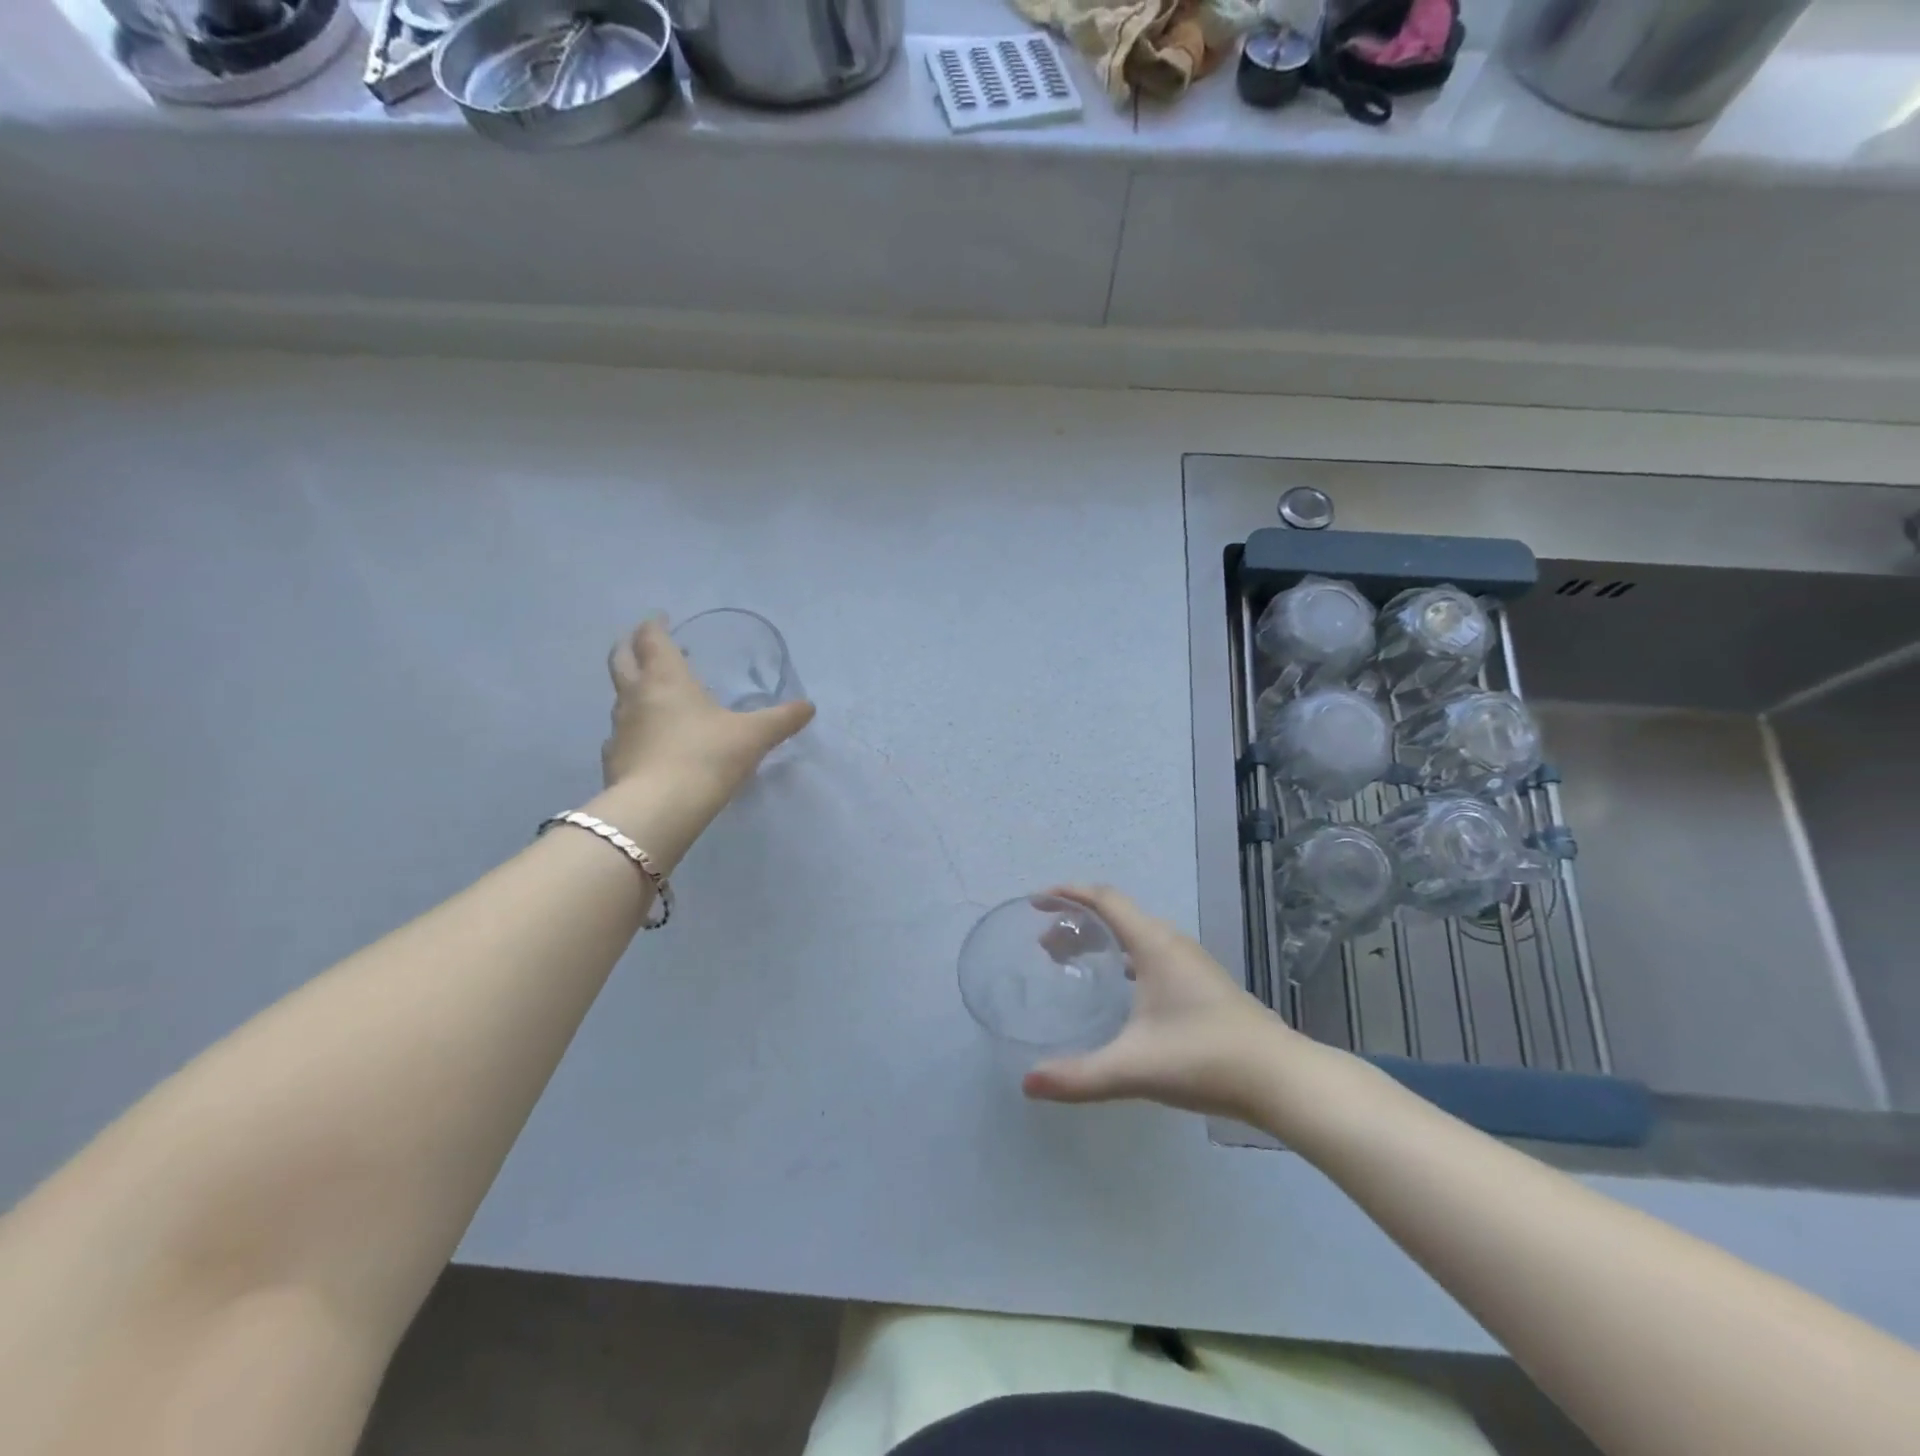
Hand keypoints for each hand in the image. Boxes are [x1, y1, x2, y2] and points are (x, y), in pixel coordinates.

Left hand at [601, 618, 814, 801]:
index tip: (662, 619)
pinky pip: (620, 735)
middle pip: (621, 659)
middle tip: (645, 645)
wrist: (658, 809)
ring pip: (620, 697)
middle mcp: (636, 696)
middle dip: (631, 647)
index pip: (652, 639)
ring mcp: (618, 729)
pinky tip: (648, 742)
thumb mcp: (754, 736)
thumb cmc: (707, 757)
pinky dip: (632, 730)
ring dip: (633, 689)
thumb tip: (809, 707)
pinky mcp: (612, 760)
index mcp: (666, 678)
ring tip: (655, 696)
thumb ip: (782, 719)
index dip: (655, 625)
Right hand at [1022, 885, 1317, 1121]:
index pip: (1104, 899)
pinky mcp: (1202, 983)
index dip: (1068, 894)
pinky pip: (1150, 952)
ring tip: (1072, 961)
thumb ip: (1079, 1076)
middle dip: (1077, 921)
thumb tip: (1028, 1083)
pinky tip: (1118, 989)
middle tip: (1045, 945)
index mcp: (1153, 944)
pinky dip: (1122, 956)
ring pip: (1135, 934)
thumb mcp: (1134, 1068)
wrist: (1281, 1079)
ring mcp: (1191, 962)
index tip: (1037, 902)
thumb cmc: (1204, 1059)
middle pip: (1116, 914)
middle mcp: (1172, 943)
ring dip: (1100, 939)